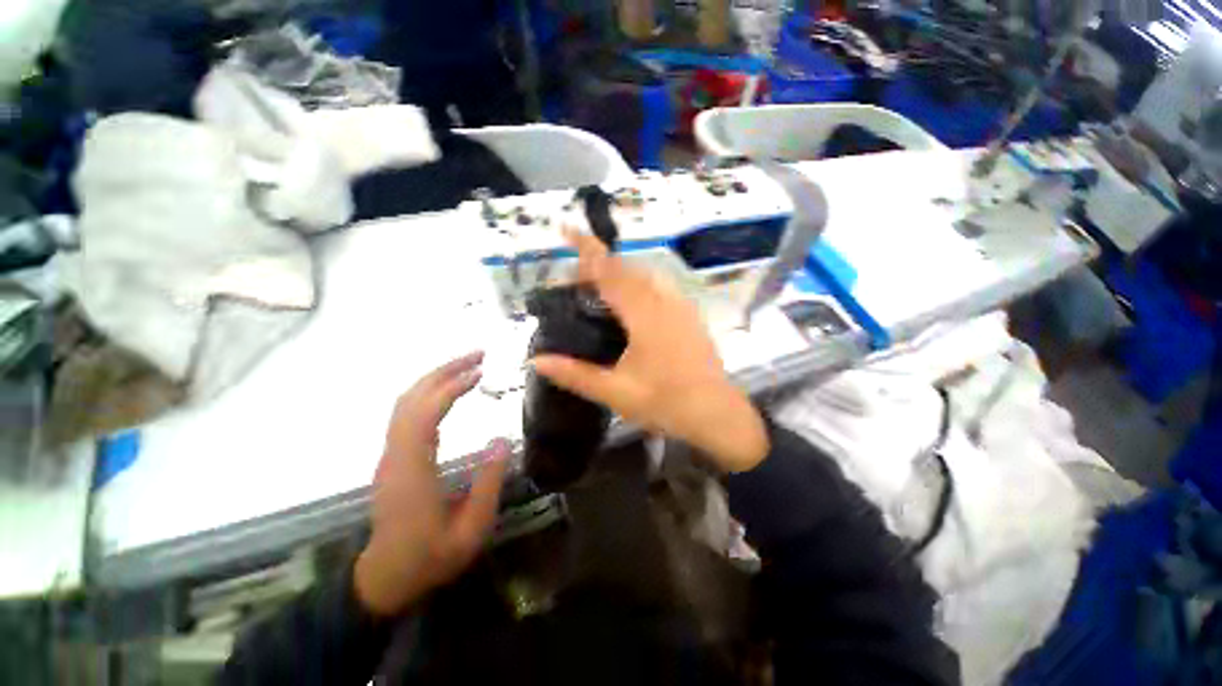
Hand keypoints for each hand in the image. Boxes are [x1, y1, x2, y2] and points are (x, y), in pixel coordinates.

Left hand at [354, 352, 509, 616]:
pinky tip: (450, 391)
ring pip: (405, 402)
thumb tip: (501, 439)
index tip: (480, 372)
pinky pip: (407, 413)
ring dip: (435, 378)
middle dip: (443, 371)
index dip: (450, 387)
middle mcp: (395, 455)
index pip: (424, 414)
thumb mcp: (471, 530)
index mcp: (412, 471)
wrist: (386, 578)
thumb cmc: (431, 557)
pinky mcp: (394, 457)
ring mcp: (391, 454)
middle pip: (411, 398)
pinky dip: (429, 393)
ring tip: (468, 366)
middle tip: (478, 355)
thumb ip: (488, 484)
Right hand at [532, 231, 768, 472]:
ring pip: (646, 274)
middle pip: (628, 268)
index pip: (611, 273)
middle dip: (600, 263)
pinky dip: (640, 282)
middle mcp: (664, 302)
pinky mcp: (690, 314)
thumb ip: (575, 374)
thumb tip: (536, 360)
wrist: (715, 413)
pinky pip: (661, 285)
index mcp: (644, 316)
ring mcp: (681, 306)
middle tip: (575, 278)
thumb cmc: (665, 403)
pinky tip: (632, 301)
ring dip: (621, 272)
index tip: (568, 229)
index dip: (588, 249)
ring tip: (600, 287)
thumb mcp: (615, 392)